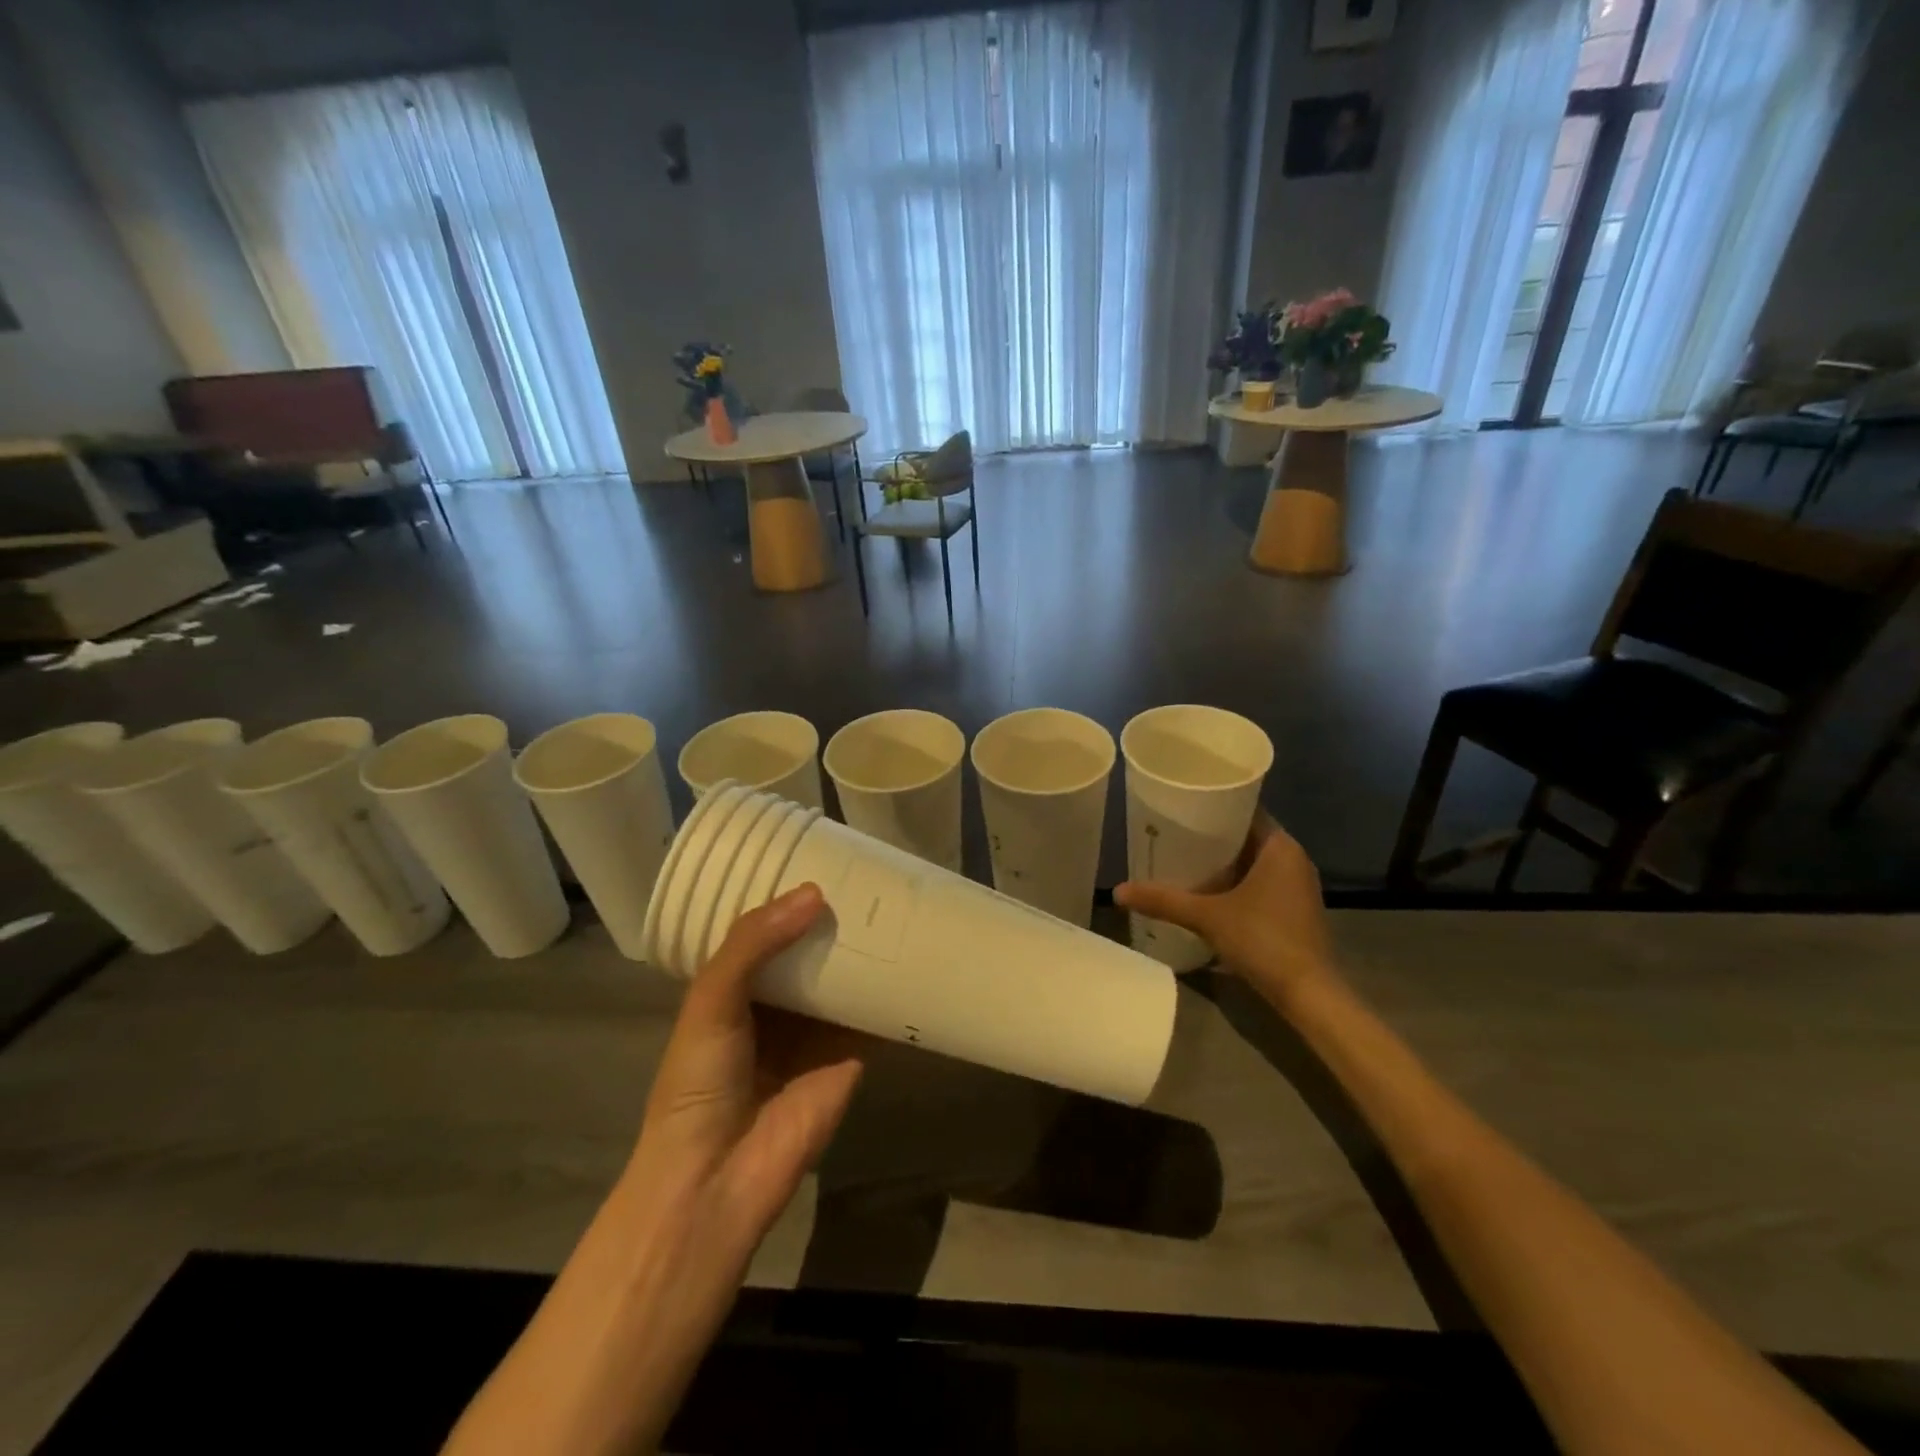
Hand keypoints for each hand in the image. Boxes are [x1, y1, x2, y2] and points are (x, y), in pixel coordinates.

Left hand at [622, 882, 864, 1260]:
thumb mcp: (711, 1001)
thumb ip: (753, 944)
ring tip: (899, 900)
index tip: (820, 859)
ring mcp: (817, 1029)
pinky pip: (874, 1014)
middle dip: (834, 919)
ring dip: (866, 948)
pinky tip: (918, 954)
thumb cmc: (698, 1083)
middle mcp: (779, 1003)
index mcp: (737, 988)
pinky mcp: (851, 1054)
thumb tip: (815, 893)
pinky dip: (892, 990)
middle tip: (870, 873)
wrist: (718, 1179)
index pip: (767, 931)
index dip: (787, 899)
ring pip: (845, 977)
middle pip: (812, 949)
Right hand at [1115, 813, 1337, 1004]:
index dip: (1213, 805)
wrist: (1309, 994)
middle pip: (1246, 835)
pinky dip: (1235, 882)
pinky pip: (1259, 881)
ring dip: (1222, 861)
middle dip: (1211, 836)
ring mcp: (1296, 886)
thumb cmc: (1263, 940)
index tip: (1181, 806)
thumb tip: (1116, 892)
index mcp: (1280, 846)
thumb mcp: (1207, 917)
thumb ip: (1163, 901)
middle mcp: (1293, 859)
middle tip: (1172, 832)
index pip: (1245, 809)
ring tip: (1182, 858)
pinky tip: (1206, 891)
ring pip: (1253, 861)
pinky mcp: (1294, 909)